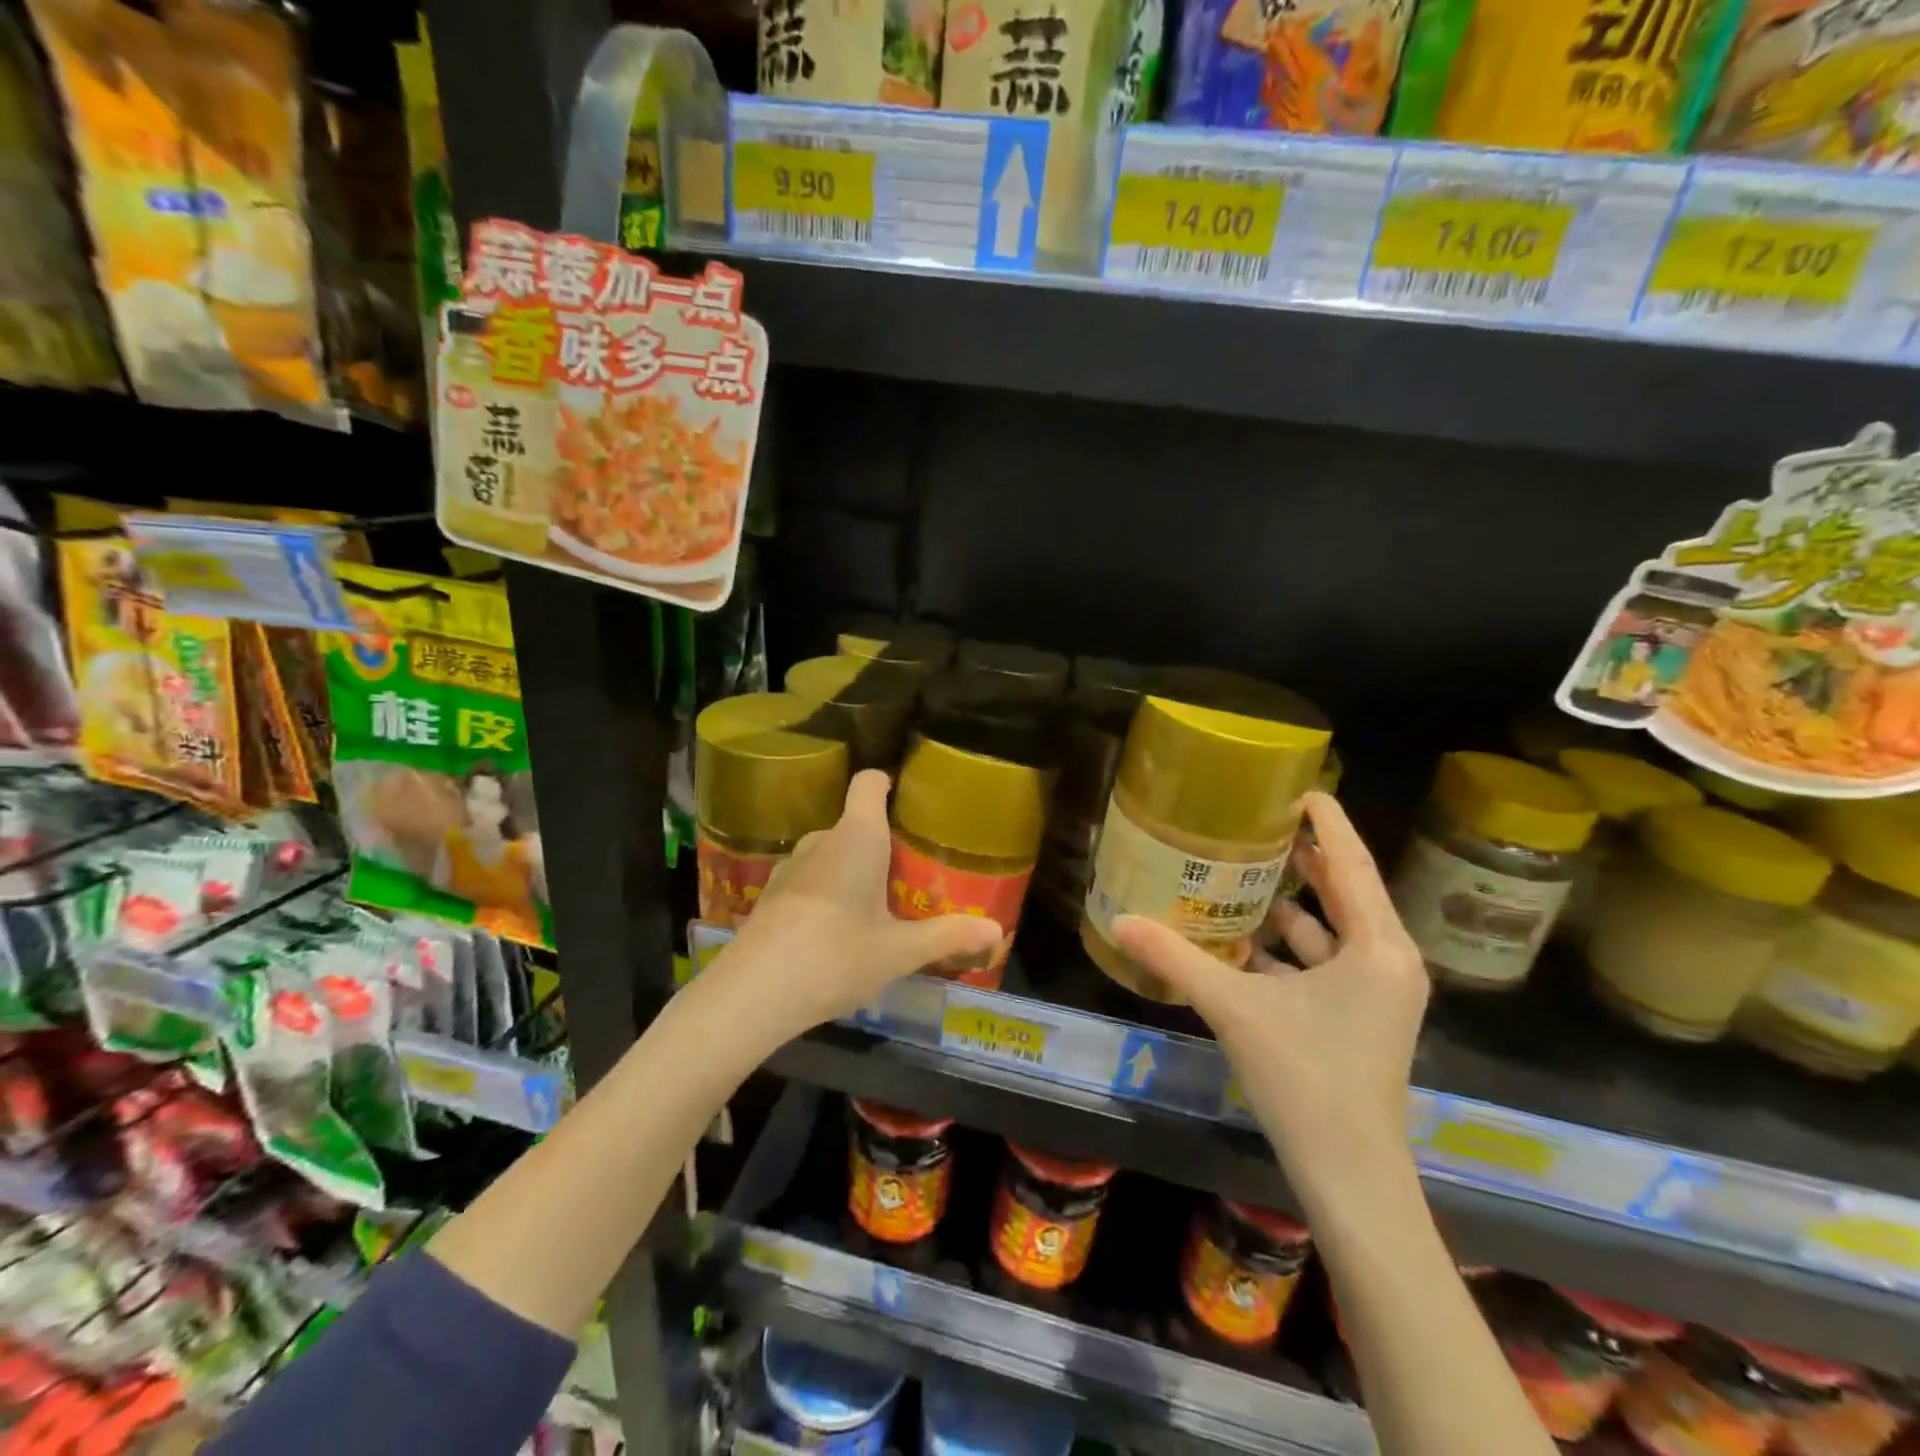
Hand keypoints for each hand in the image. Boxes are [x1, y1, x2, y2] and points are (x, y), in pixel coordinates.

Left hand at [716, 770, 1000, 1038]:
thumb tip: (997, 932)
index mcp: (856, 837)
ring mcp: (790, 866)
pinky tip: (836, 931)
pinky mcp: (770, 894)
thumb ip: (949, 936)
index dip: (889, 783)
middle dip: (883, 843)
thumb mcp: (899, 951)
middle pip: (856, 823)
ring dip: (853, 870)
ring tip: (876, 906)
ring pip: (831, 853)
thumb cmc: (836, 956)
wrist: (752, 994)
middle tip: (911, 877)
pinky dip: (827, 891)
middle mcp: (821, 840)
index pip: (869, 783)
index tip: (910, 803)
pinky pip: (810, 878)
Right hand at [1112, 792, 1427, 1191]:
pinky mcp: (1360, 1018)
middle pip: (1344, 892)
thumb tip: (1118, 920)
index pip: (1352, 863)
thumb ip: (1176, 959)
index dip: (1327, 822)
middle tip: (1257, 826)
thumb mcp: (1235, 1008)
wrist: (1350, 1176)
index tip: (1299, 788)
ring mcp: (1376, 993)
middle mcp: (1387, 962)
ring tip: (1238, 876)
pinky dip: (1285, 950)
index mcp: (1378, 947)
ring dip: (1288, 908)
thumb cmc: (1306, 1079)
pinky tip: (1239, 941)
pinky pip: (1323, 964)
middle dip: (1303, 860)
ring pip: (1330, 931)